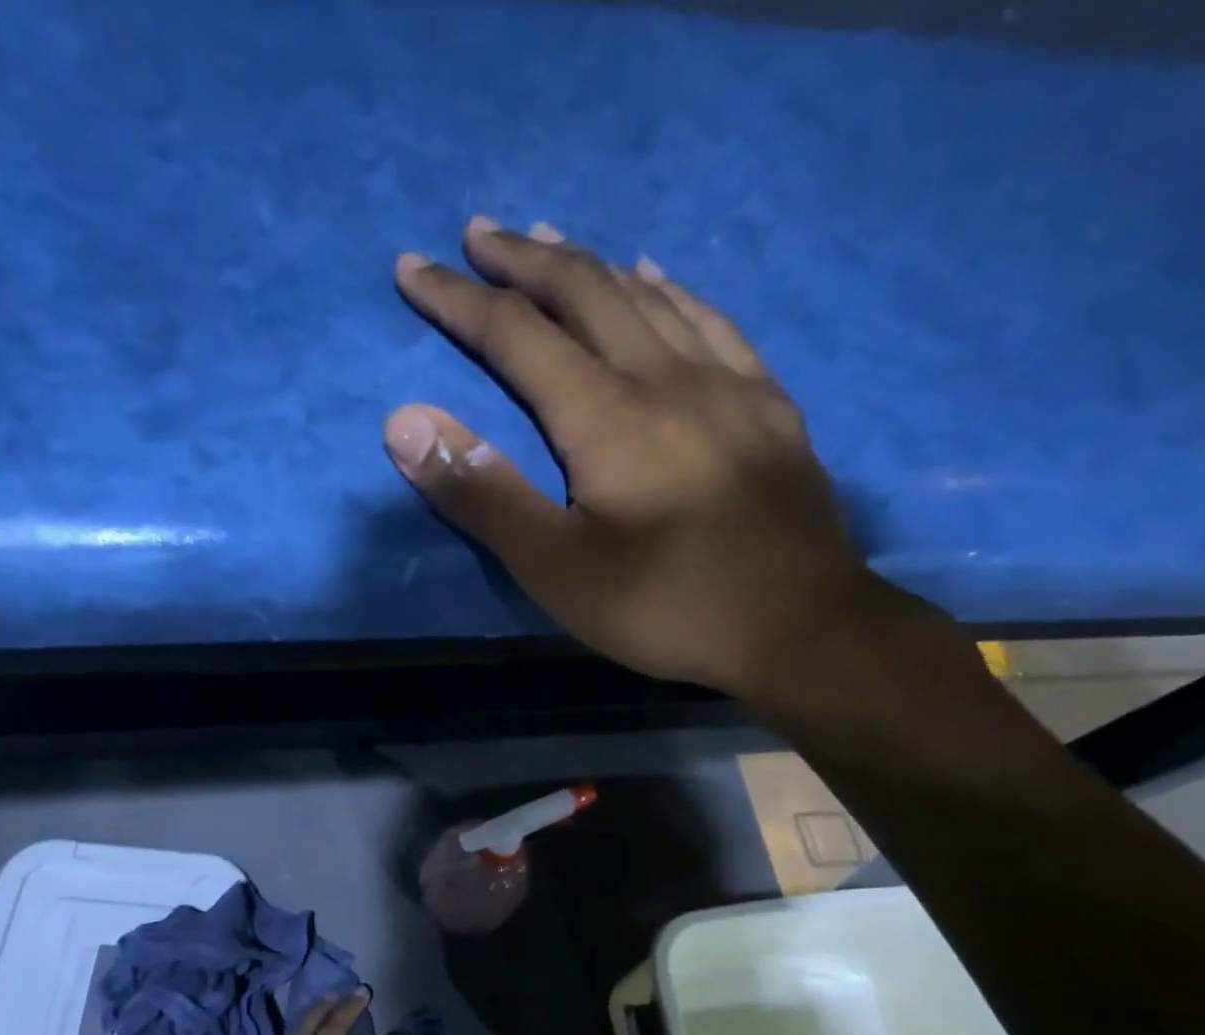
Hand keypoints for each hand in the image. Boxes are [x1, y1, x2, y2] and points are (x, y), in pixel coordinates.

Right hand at [386, 217, 880, 694]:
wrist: (800, 629)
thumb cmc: (665, 606)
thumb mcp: (555, 568)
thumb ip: (481, 495)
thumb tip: (404, 421)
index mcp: (607, 416)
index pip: (517, 333)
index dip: (458, 299)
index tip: (413, 268)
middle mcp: (666, 377)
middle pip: (586, 292)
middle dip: (523, 259)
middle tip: (478, 235)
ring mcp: (727, 383)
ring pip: (648, 296)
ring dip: (589, 265)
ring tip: (551, 244)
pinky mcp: (768, 405)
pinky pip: (711, 321)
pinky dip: (670, 288)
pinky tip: (657, 277)